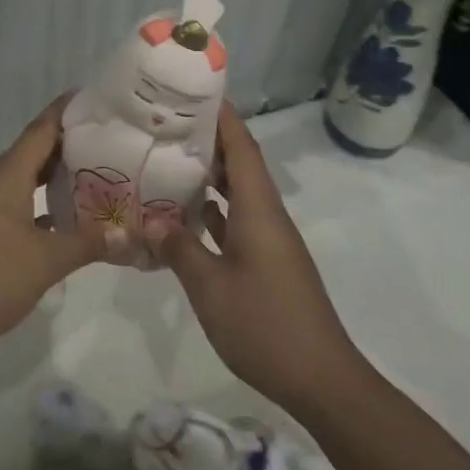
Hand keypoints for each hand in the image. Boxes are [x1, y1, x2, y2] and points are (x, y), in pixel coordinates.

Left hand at [0, 96, 103, 359]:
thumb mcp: (45, 262)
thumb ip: (86, 244)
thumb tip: (125, 235)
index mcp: (5, 176)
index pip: (41, 129)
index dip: (67, 111)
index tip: (96, 98)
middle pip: (33, 152)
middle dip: (68, 145)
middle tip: (108, 142)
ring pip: (21, 180)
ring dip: (53, 178)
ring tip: (93, 178)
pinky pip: (12, 204)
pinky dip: (37, 204)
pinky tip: (60, 222)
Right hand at [144, 104, 361, 414]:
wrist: (320, 379)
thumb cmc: (265, 324)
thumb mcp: (209, 286)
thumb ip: (178, 247)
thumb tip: (149, 219)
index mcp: (258, 209)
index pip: (242, 146)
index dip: (221, 115)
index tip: (193, 90)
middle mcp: (266, 215)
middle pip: (239, 163)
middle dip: (208, 138)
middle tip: (165, 122)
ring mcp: (267, 240)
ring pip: (237, 192)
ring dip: (208, 174)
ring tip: (167, 157)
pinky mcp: (265, 262)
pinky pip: (235, 221)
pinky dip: (211, 210)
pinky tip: (182, 213)